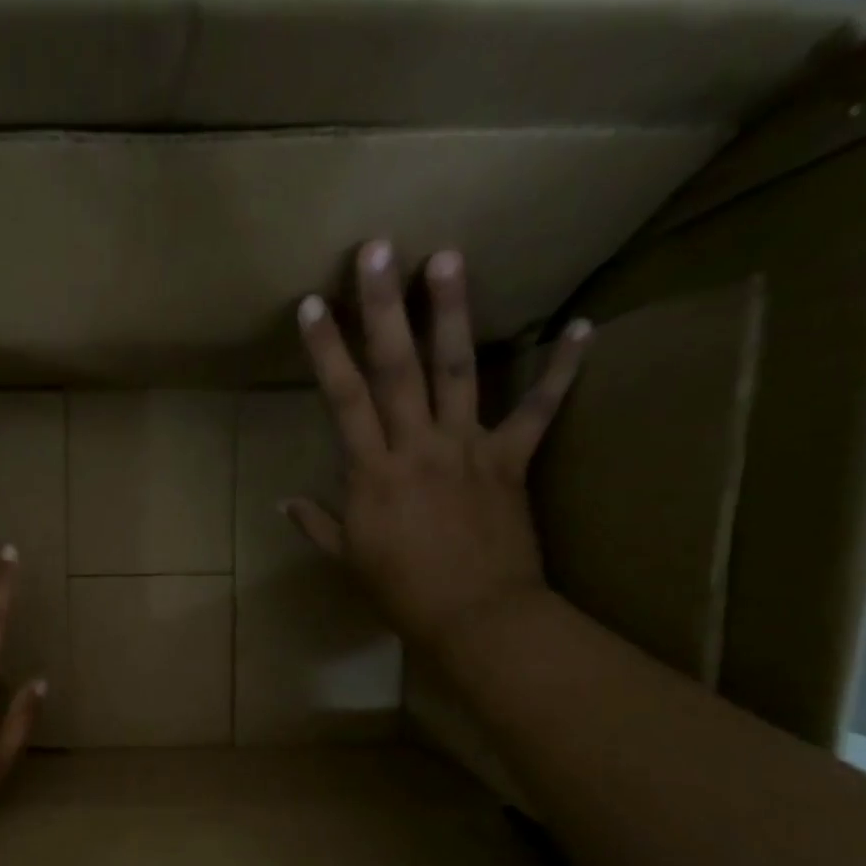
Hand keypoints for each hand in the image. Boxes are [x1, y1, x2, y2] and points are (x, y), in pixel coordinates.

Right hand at [286, 243, 590, 658]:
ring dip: (452, 313)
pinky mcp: (512, 461)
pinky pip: (538, 411)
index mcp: (373, 473)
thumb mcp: (349, 560)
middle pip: (396, 369)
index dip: (327, 352)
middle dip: (383, 308)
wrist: (475, 617)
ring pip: (457, 372)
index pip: (343, 400)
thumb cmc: (402, 592)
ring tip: (448, 256)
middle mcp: (417, 447)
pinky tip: (581, 326)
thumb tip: (285, 502)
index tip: (313, 305)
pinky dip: (560, 370)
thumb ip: (318, 524)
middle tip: (377, 248)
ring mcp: (468, 449)